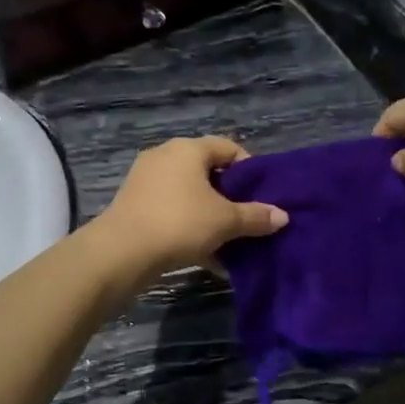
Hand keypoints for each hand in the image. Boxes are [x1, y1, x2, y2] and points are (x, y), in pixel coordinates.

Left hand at [93, 137, 288, 280]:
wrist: (121, 252)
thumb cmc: (179, 223)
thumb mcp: (224, 221)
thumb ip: (255, 216)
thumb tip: (283, 216)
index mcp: (188, 149)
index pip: (228, 148)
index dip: (249, 170)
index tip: (262, 196)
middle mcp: (165, 156)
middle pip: (208, 172)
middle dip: (230, 197)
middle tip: (247, 219)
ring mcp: (145, 180)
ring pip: (189, 195)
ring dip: (210, 216)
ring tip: (229, 241)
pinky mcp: (134, 205)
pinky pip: (172, 211)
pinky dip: (189, 227)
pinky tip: (206, 255)